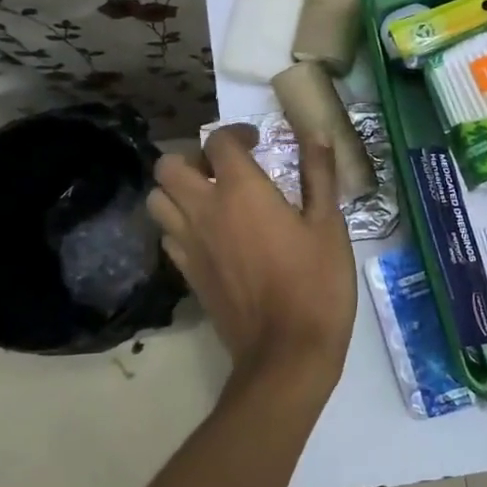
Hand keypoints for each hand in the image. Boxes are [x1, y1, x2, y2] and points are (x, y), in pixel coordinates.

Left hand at [148, 125, 355, 394]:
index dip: (236, 133)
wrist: (287, 352)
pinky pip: (167, 235)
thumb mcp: (328, 225)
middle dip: (193, 157)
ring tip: (209, 197)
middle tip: (223, 169)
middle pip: (169, 165)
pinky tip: (209, 234)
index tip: (256, 142)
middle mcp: (204, 210)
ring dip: (177, 190)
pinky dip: (179, 224)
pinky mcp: (187, 273)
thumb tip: (314, 133)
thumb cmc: (316, 284)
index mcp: (241, 191)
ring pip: (157, 200)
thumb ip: (319, 174)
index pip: (219, 142)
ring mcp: (189, 244)